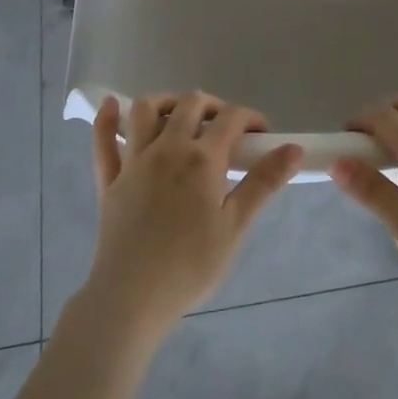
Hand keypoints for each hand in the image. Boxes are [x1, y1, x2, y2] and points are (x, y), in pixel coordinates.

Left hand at [83, 92, 302, 337]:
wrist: (132, 297)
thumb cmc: (191, 265)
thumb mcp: (235, 225)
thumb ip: (264, 182)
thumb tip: (294, 148)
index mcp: (202, 159)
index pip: (231, 119)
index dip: (251, 118)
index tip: (262, 134)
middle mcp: (167, 148)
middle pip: (191, 104)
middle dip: (213, 106)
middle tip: (226, 127)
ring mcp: (134, 161)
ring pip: (146, 110)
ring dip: (166, 102)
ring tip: (179, 116)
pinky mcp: (110, 179)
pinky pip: (103, 140)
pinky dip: (107, 118)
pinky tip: (113, 104)